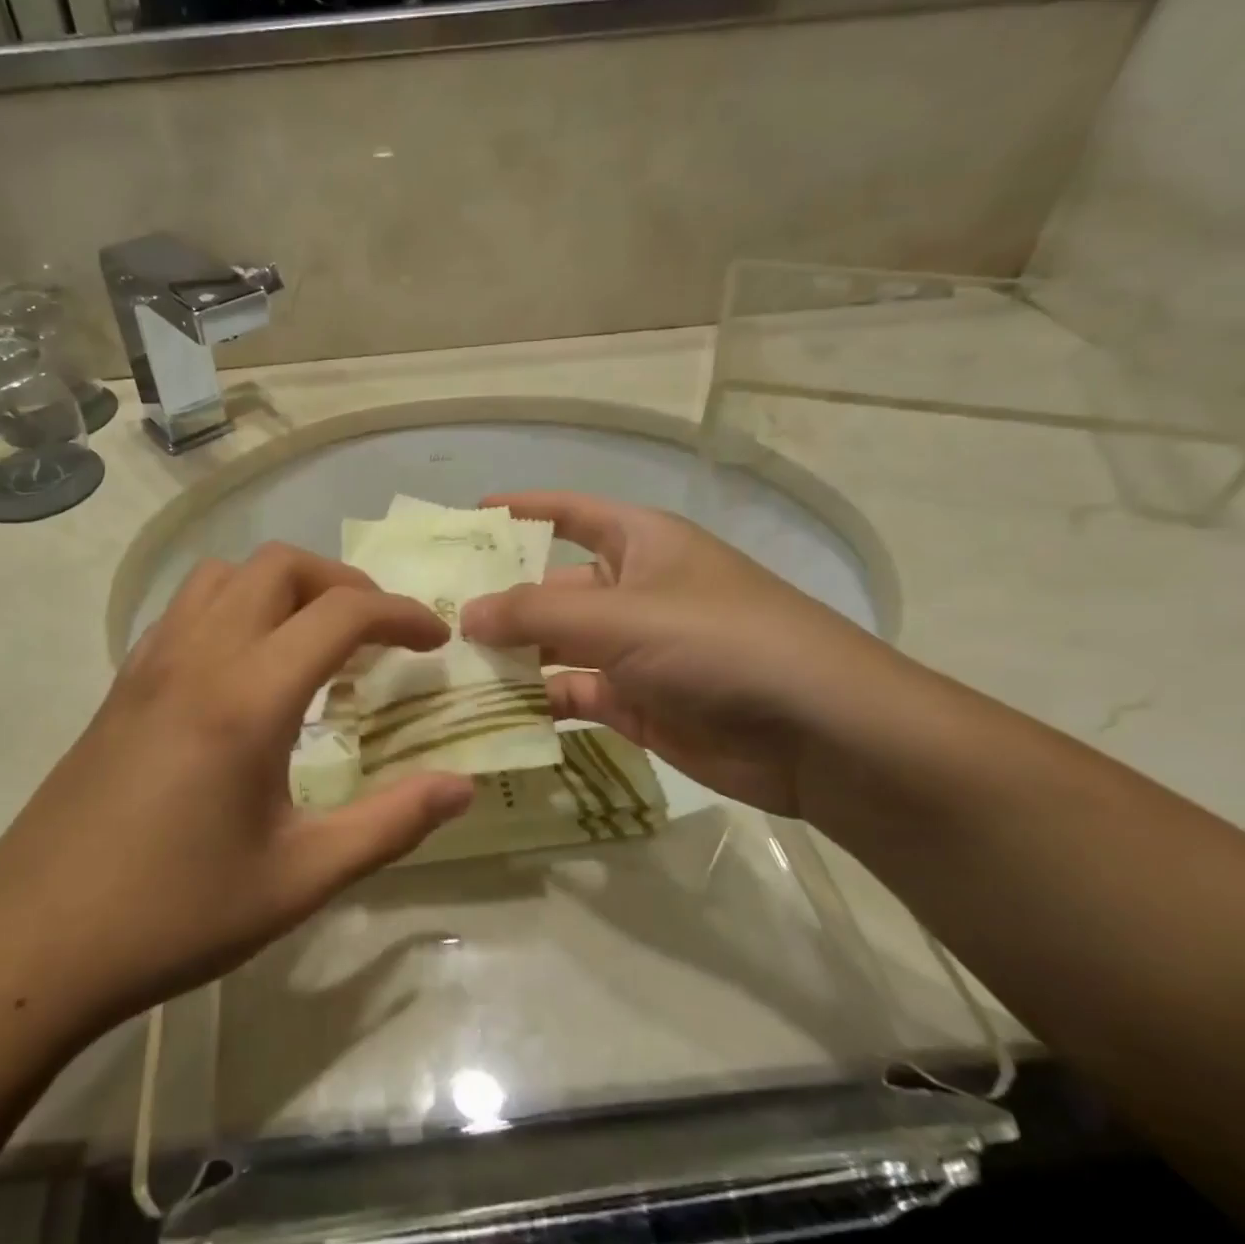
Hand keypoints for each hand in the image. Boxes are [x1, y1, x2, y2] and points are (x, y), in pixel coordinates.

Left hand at [0, 545, 474, 1033]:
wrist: (31, 948)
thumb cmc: (173, 915)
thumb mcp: (299, 879)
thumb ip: (390, 825)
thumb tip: (461, 786)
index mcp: (247, 698)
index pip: (341, 613)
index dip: (401, 615)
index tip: (436, 642)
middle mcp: (196, 659)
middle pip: (279, 567)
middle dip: (343, 584)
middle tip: (378, 636)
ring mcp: (148, 666)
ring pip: (223, 576)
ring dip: (282, 587)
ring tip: (314, 642)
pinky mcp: (120, 688)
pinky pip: (185, 610)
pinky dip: (234, 608)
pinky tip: (246, 670)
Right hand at [461, 491, 908, 814]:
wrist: (816, 732)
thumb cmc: (719, 643)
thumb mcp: (621, 616)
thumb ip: (534, 612)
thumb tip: (463, 614)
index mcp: (638, 543)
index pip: (568, 512)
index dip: (519, 511)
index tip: (462, 519)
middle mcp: (632, 590)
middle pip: (549, 586)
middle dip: (496, 600)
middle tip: (428, 617)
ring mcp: (632, 650)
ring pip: (552, 646)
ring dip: (507, 658)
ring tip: (441, 669)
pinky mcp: (633, 703)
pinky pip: (568, 694)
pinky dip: (533, 703)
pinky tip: (485, 712)